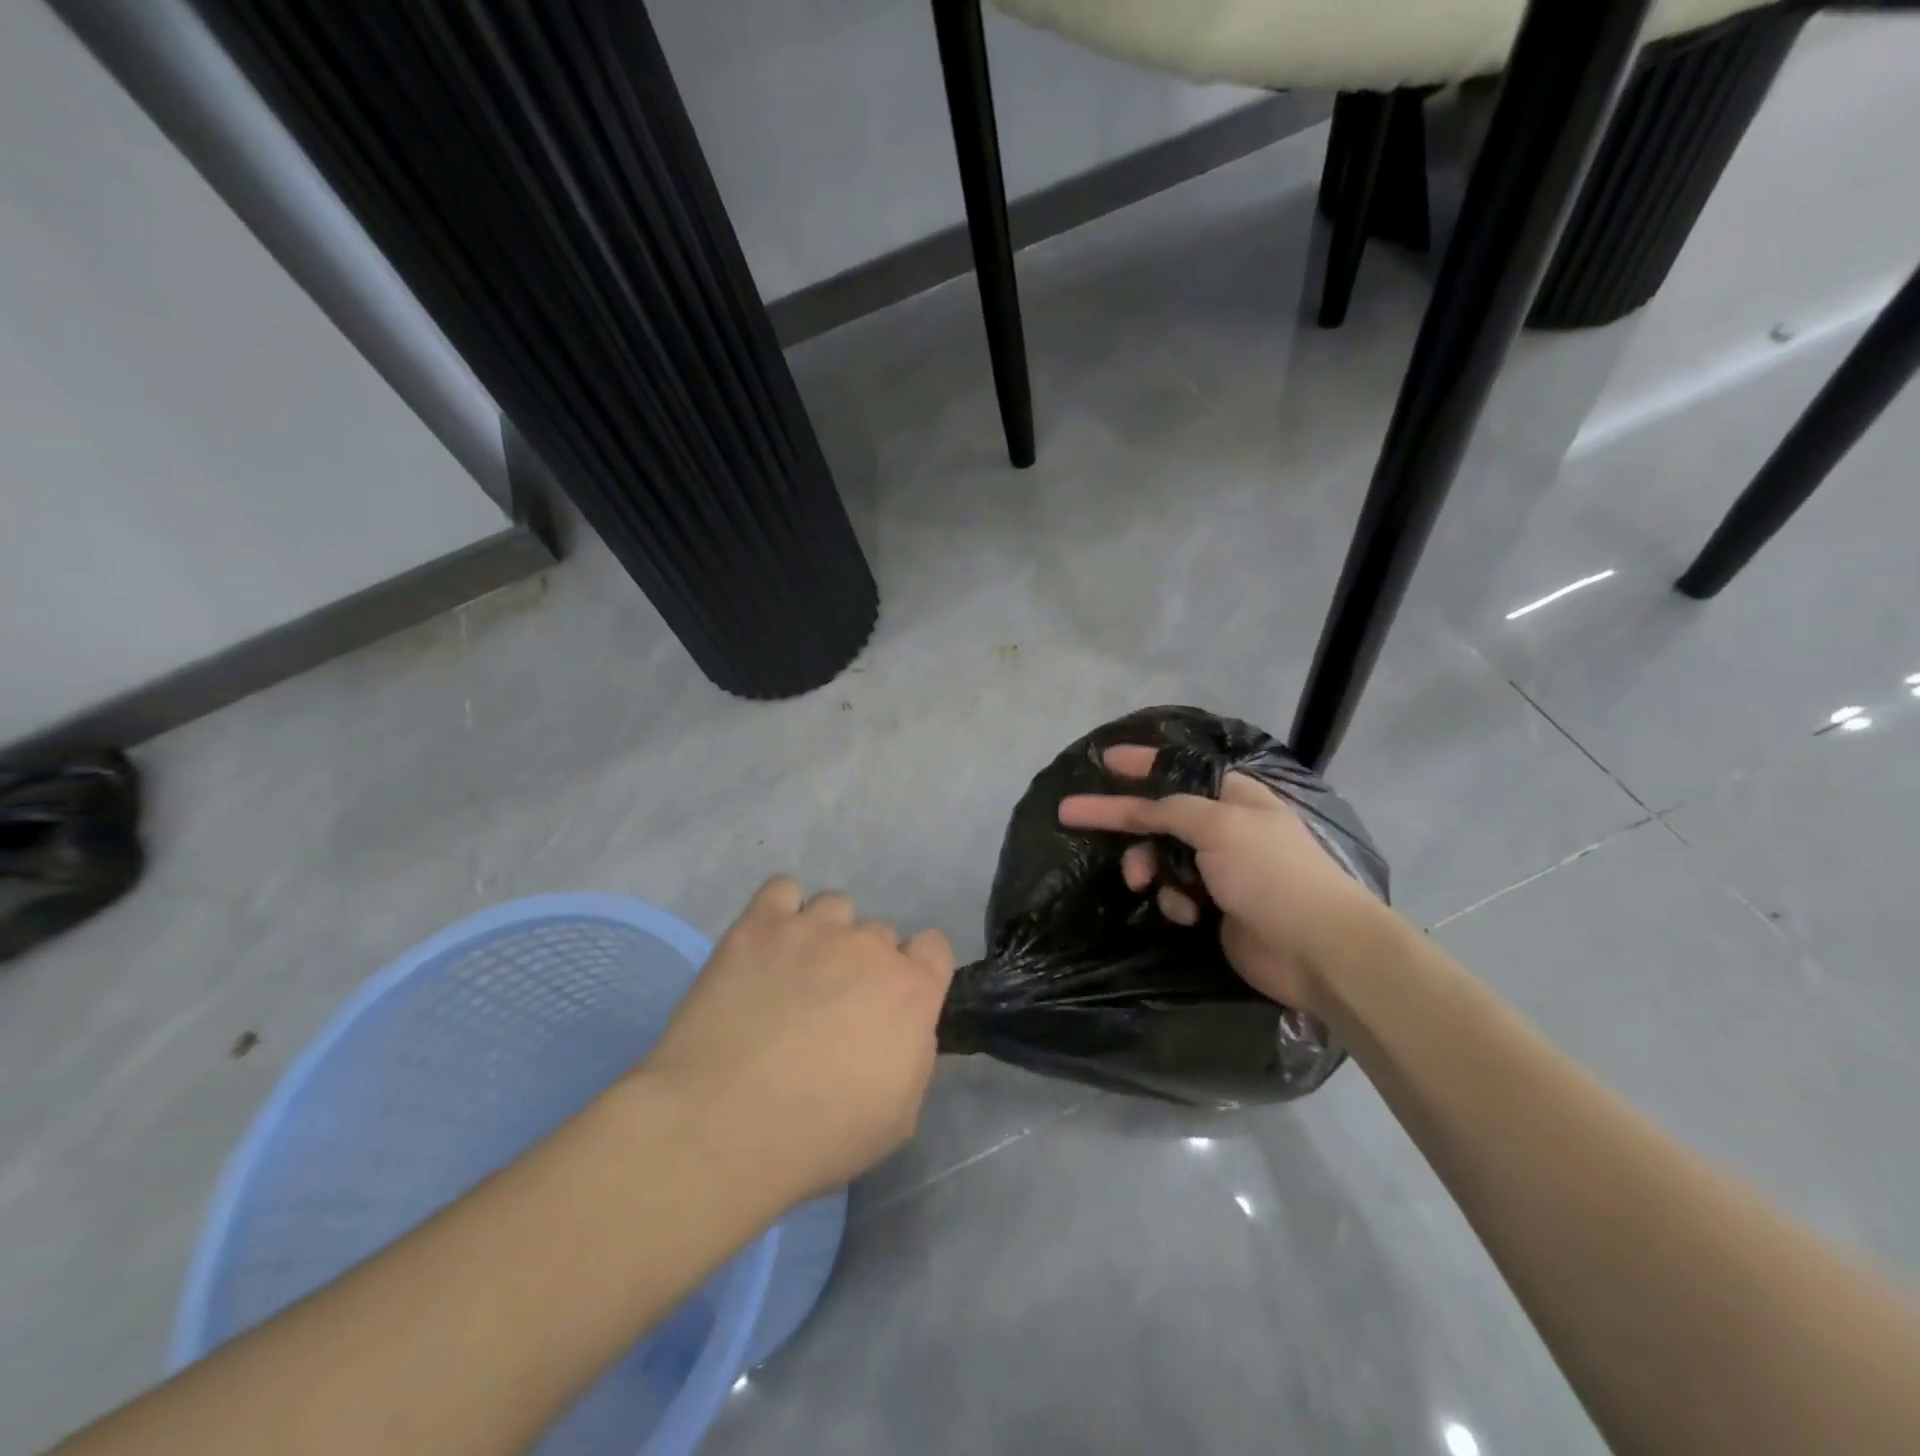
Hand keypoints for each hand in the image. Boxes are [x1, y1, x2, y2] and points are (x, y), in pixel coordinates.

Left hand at [638, 877, 954, 1204]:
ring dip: (826, 933)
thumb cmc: (818, 1136)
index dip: (917, 972)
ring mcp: (813, 929)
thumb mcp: (898, 1118)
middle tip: (833, 1002)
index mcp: (911, 990)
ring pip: (835, 906)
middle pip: (881, 931)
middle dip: (865, 962)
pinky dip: (780, 910)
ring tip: (796, 970)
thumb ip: (915, 1056)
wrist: (721, 1126)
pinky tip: (767, 942)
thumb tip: (907, 1028)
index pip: (934, 947)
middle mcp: (869, 946)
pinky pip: (782, 889)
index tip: (893, 1001)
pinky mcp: (759, 925)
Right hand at [1058, 745, 1382, 1016]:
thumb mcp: (1219, 825)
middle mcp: (1225, 827)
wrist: (1316, 949)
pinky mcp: (1214, 906)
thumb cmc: (1270, 874)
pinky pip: (1174, 893)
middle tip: (1075, 818)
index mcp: (1233, 796)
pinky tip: (1189, 914)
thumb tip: (1141, 806)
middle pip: (1159, 816)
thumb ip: (1170, 809)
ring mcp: (1220, 869)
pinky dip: (1174, 901)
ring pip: (1160, 856)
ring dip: (1149, 868)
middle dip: (1127, 824)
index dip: (1140, 763)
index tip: (1104, 760)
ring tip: (1146, 884)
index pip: (1177, 770)